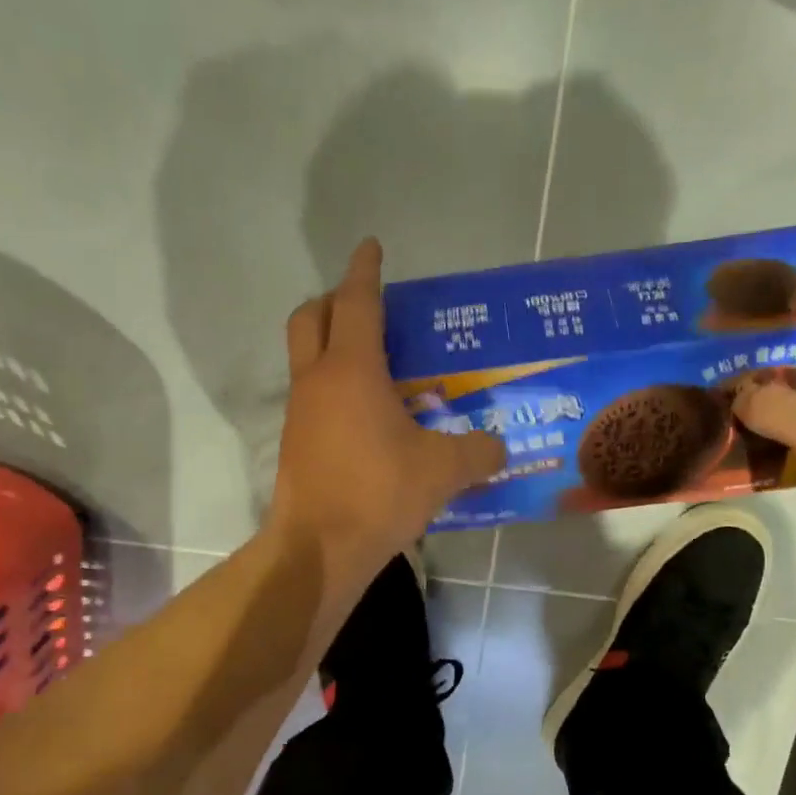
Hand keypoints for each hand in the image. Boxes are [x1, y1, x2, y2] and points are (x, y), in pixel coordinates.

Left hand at [269, 239, 505, 586]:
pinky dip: (333, 387)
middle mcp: (317, 380)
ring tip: (377, 364)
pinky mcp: (296, 443)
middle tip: (368, 306)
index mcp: (352, 369)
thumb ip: (478, 451)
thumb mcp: (443, 470)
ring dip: (332, 345)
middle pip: (311, 317)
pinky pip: (312, 396)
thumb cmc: (379, 492)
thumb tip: (500, 448)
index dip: (365, 270)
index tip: (371, 247)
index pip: (357, 302)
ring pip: (307, 357)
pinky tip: (366, 415)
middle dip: (335, 300)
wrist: (320, 548)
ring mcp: (300, 413)